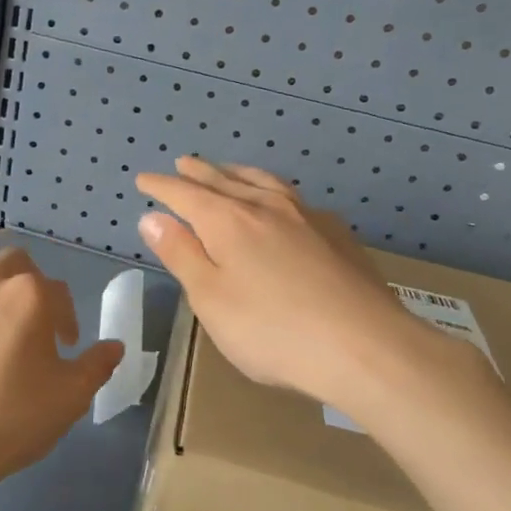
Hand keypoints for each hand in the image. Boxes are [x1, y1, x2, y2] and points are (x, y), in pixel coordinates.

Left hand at [0, 246, 123, 510]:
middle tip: (29, 320)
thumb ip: (96, 366)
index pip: (59, 294)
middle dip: (29, 282)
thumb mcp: (70, 398)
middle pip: (15, 261)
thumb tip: (114, 346)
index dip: (67, 319)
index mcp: (31, 297)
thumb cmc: (11, 420)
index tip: (65, 349)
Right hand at [135, 157, 491, 415]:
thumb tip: (152, 217)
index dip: (162, 186)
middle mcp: (266, 207)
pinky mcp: (337, 234)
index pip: (185, 194)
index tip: (144, 179)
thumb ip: (181, 254)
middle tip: (184, 163)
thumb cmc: (273, 331)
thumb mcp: (211, 299)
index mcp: (228, 221)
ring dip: (238, 173)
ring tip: (228, 170)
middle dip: (200, 172)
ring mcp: (306, 217)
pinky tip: (281, 204)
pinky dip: (273, 191)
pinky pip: (294, 198)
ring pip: (263, 182)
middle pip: (225, 180)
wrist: (365, 347)